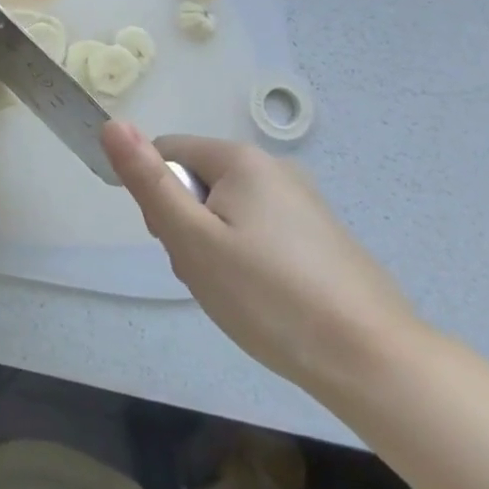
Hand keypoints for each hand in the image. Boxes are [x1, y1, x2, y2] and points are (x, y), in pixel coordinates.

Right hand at [101, 121, 423, 397]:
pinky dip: (250, 261)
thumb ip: (149, 181)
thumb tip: (112, 124)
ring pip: (229, 212)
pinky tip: (268, 301)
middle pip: (198, 182)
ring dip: (217, 247)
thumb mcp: (193, 240)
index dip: (158, 198)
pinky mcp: (323, 237)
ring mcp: (304, 202)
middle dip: (189, 225)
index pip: (167, 152)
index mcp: (240, 159)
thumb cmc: (270, 297)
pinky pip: (261, 232)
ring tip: (238, 295)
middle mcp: (274, 168)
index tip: (179, 245)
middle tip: (207, 275)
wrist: (376, 364)